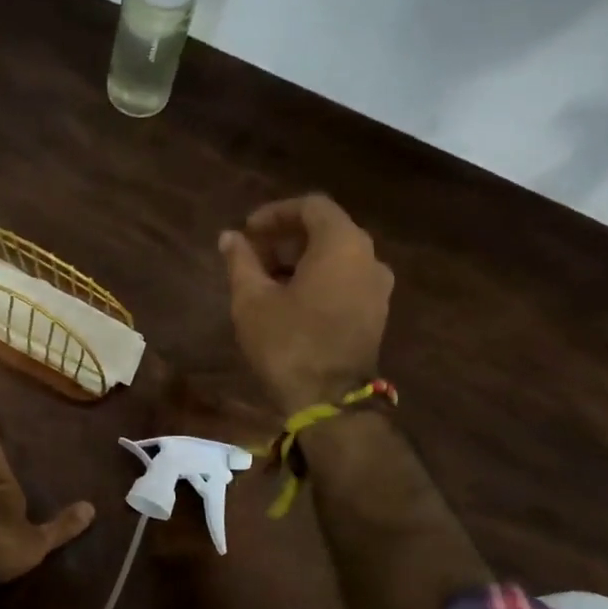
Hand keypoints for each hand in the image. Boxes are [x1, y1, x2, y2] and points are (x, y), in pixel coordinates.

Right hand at [220, 194, 393, 414]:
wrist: (330, 401)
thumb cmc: (288, 343)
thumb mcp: (252, 300)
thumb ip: (241, 261)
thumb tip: (230, 237)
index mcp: (342, 244)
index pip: (311, 206)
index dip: (275, 213)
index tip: (248, 231)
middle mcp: (369, 258)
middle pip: (327, 230)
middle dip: (287, 237)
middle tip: (253, 254)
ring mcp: (377, 288)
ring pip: (337, 257)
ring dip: (302, 260)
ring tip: (266, 279)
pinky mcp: (376, 314)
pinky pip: (346, 280)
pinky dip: (319, 279)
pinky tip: (290, 301)